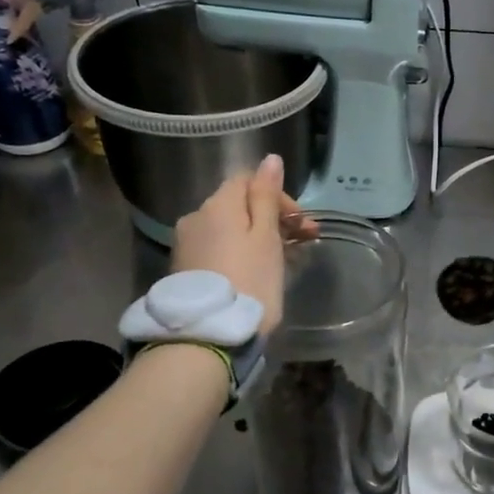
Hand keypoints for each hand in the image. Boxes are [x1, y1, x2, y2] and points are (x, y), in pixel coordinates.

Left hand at [170, 154, 316, 334]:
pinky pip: (220, 248)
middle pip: (239, 206)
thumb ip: (267, 196)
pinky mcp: (186, 269)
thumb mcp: (266, 236)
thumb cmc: (249, 280)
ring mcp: (187, 244)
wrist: (209, 334)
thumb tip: (270, 159)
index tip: (301, 221)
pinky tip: (260, 269)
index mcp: (217, 204)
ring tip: (288, 258)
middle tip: (307, 240)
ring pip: (231, 228)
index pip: (248, 180)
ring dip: (260, 235)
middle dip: (274, 217)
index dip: (278, 195)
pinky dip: (242, 251)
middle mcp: (196, 217)